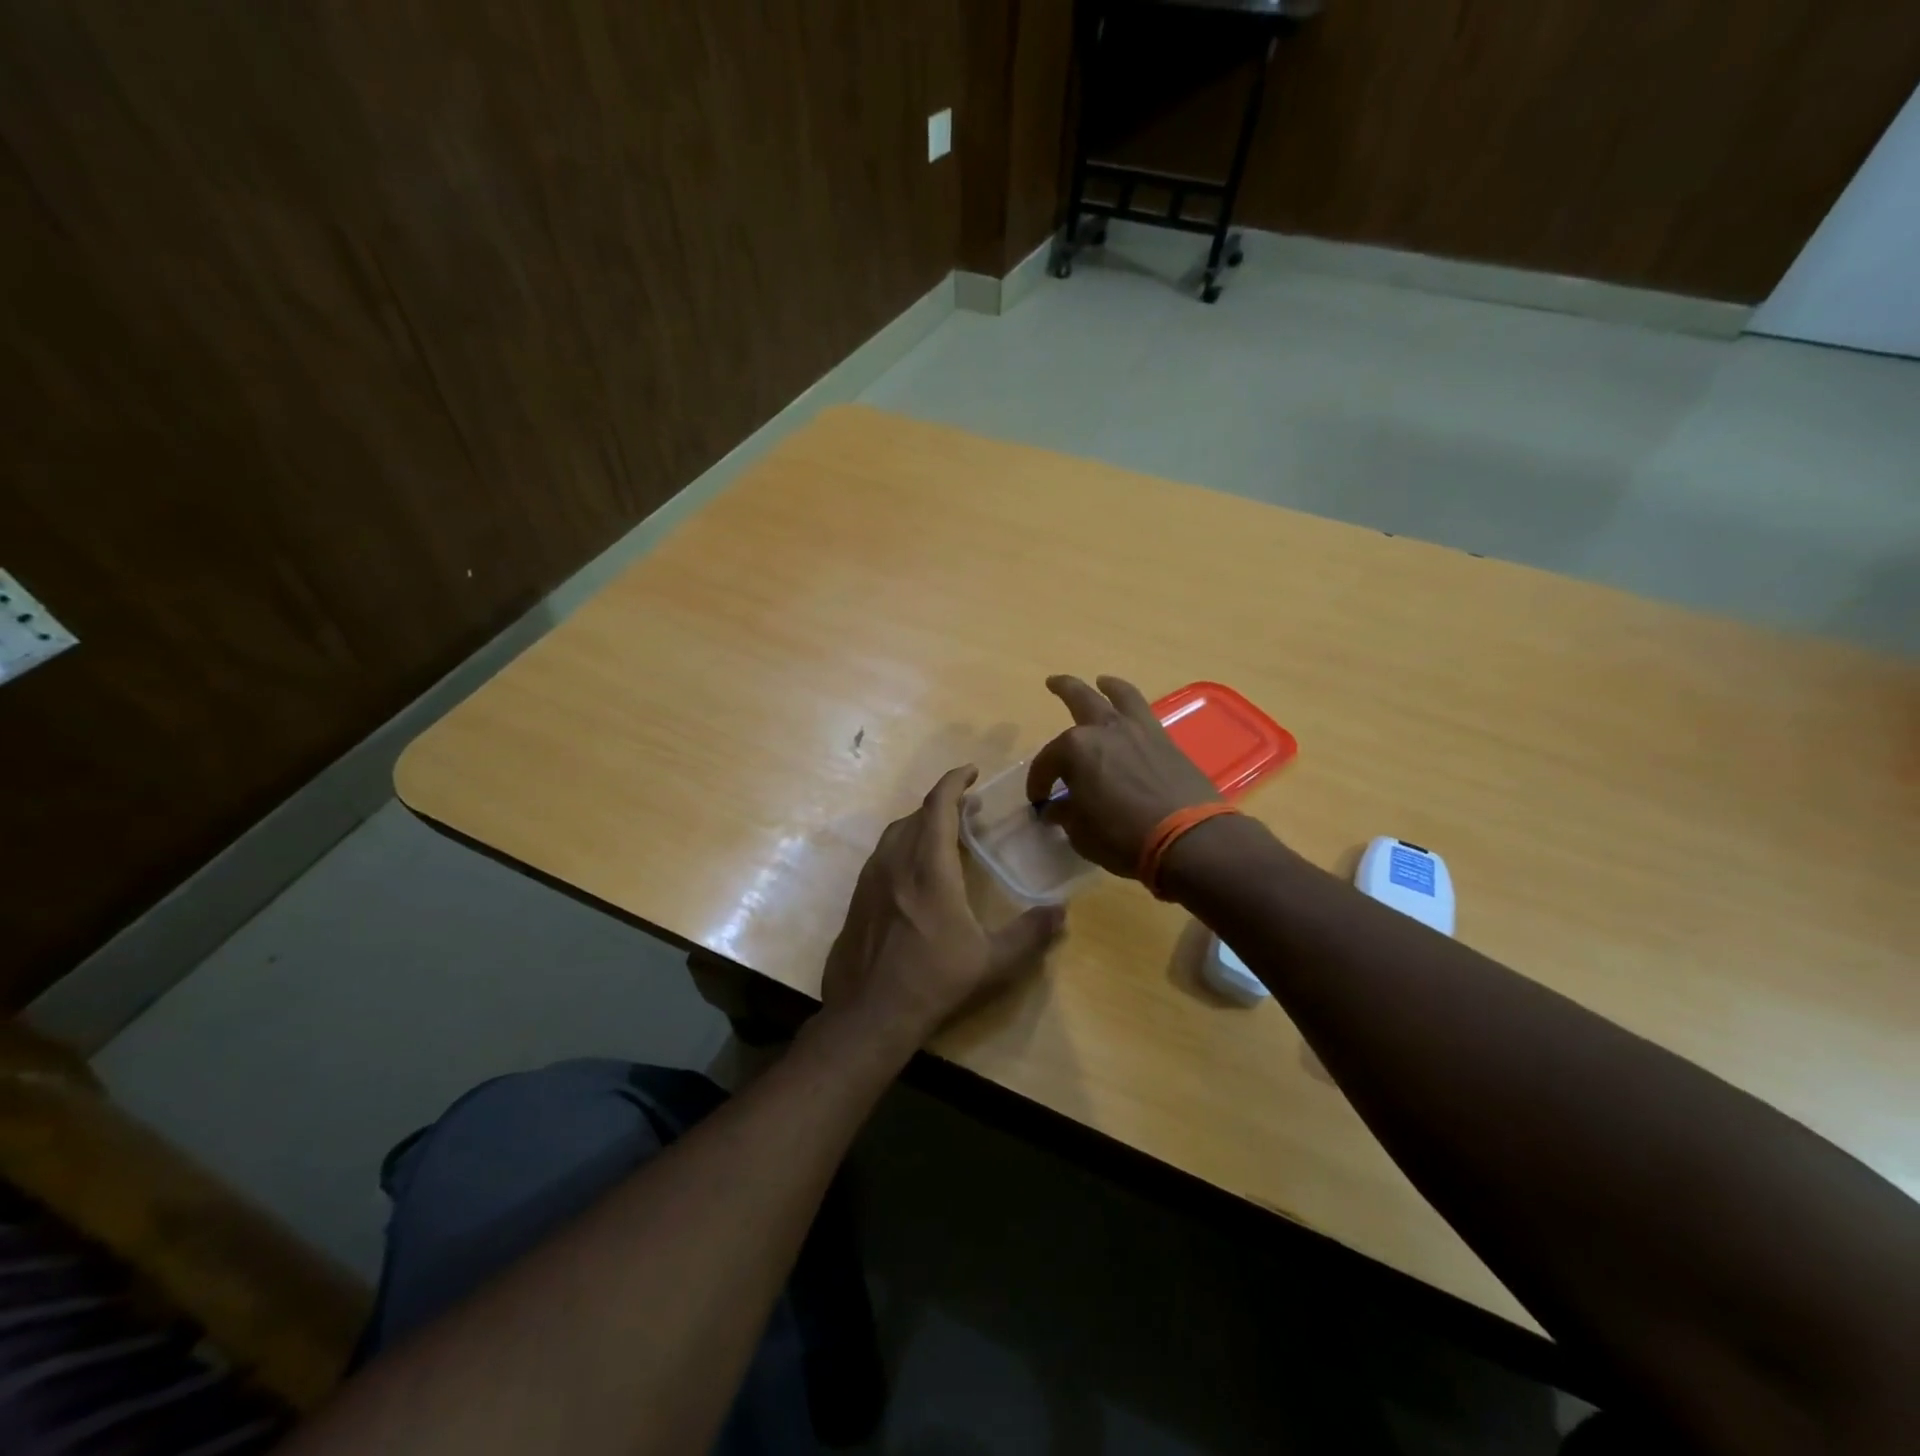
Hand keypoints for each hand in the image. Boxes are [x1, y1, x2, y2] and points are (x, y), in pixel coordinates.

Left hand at [820, 766, 1064, 1049]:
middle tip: (968, 809)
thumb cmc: (934, 982)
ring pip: (895, 834)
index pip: (938, 807)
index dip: (954, 782)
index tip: (971, 771)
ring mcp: (871, 880)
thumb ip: (1030, 934)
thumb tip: (1061, 912)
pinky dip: (903, 846)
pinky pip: (882, 856)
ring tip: (943, 835)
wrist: (869, 1014)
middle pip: (916, 816)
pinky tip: (914, 871)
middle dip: (942, 804)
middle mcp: (896, 863)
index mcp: (929, 868)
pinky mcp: (857, 899)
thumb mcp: (992, 962)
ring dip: (920, 824)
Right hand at [1025, 675, 1219, 878]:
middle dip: (1062, 689)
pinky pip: (1144, 712)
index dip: (1039, 782)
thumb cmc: (1122, 836)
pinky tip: (1130, 716)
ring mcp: (1139, 730)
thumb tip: (1055, 808)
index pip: (1046, 762)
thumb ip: (1065, 814)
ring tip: (1102, 681)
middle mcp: (1105, 729)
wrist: (1188, 838)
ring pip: (1120, 695)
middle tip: (1052, 682)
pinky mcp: (1166, 740)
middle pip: (1079, 699)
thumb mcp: (1081, 832)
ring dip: (1108, 686)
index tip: (1039, 801)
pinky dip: (1132, 707)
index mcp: (1075, 749)